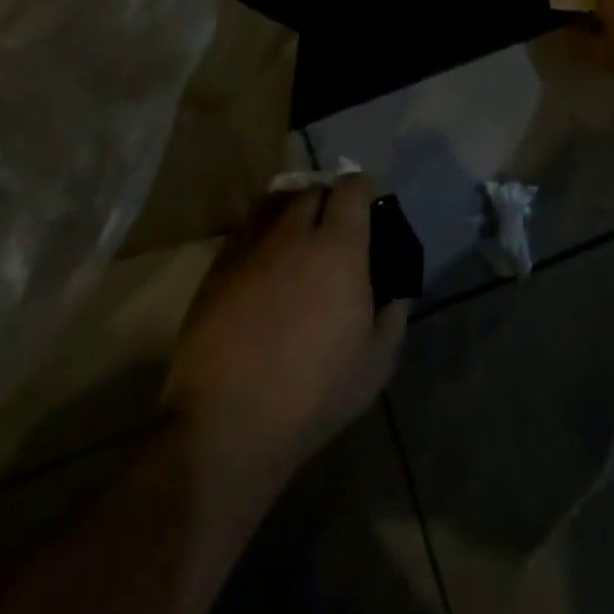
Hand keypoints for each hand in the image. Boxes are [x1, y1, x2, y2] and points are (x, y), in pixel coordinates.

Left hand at [163, 175, 409, 493]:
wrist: (226, 424)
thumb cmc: (313, 394)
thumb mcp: (376, 363)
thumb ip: (393, 316)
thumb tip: (396, 292)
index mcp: (339, 247)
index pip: (351, 189)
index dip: (363, 190)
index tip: (369, 205)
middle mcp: (294, 234)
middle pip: (311, 190)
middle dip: (327, 198)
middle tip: (334, 225)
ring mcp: (250, 249)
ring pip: (273, 204)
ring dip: (290, 209)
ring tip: (296, 233)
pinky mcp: (216, 270)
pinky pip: (244, 232)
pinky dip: (260, 234)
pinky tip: (264, 262)